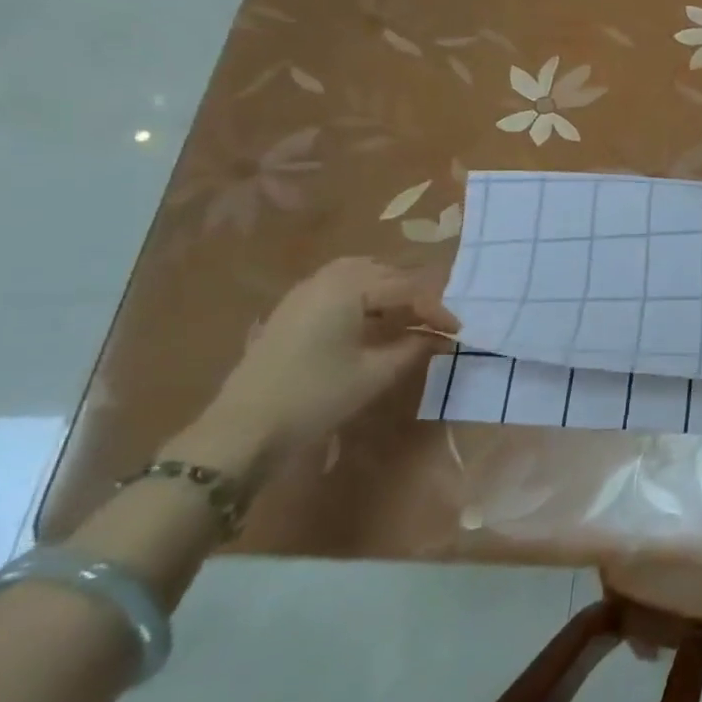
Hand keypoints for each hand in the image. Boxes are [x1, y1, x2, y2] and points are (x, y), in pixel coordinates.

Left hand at [180, 258, 457, 474]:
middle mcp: (327, 278)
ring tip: (408, 317)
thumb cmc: (317, 396)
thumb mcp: (375, 374)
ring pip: (361, 275)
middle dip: (415, 294)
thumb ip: (414, 348)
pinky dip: (364, 296)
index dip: (437, 310)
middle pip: (385, 272)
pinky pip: (339, 287)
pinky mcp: (291, 309)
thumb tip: (441, 338)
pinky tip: (372, 322)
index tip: (458, 332)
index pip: (408, 288)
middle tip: (435, 322)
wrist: (243, 429)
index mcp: (350, 288)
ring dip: (389, 291)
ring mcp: (304, 291)